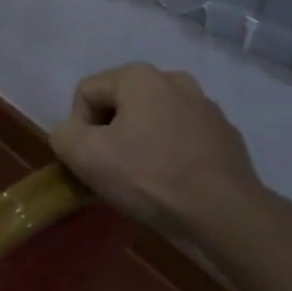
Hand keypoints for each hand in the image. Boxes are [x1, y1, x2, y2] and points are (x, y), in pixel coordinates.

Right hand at [49, 62, 266, 239]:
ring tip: (146, 178)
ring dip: (141, 142)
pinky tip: (175, 182)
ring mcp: (205, 106)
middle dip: (111, 133)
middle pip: (120, 103)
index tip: (92, 160)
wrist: (228, 215)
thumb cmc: (151, 177)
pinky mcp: (226, 134)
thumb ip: (62, 135)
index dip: (79, 128)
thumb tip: (73, 135)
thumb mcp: (85, 156)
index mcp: (138, 76)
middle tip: (115, 170)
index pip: (86, 92)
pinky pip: (182, 136)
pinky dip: (171, 153)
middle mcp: (173, 79)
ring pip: (152, 119)